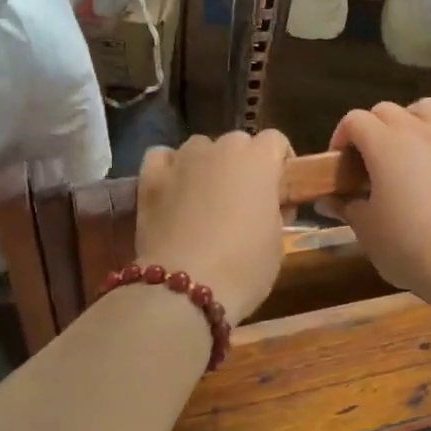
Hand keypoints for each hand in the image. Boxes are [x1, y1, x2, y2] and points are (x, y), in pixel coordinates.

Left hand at [136, 130, 293, 325]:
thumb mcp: (277, 241)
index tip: (279, 192)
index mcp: (259, 160)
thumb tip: (267, 204)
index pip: (275, 141)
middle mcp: (221, 149)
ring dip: (206, 165)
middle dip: (243, 165)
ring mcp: (183, 159)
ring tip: (204, 198)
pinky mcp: (151, 176)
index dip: (279, 164)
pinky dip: (169, 169)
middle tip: (243, 201)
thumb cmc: (244, 267)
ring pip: (200, 148)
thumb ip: (275, 210)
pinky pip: (162, 158)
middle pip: (238, 142)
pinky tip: (172, 189)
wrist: (185, 289)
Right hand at [329, 100, 430, 305]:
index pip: (354, 120)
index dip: (342, 136)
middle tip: (370, 157)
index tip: (341, 162)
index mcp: (384, 145)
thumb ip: (346, 207)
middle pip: (387, 110)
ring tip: (408, 142)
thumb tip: (326, 201)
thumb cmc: (408, 247)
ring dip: (410, 118)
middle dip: (372, 127)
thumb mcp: (367, 230)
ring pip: (426, 107)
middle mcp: (417, 131)